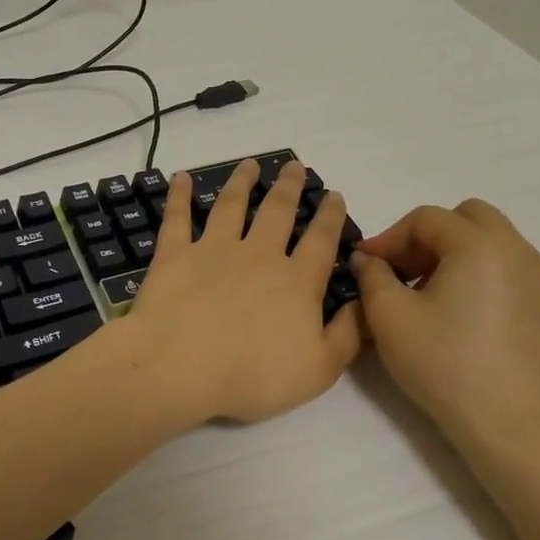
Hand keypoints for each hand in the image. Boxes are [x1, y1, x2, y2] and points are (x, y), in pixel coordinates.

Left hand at [125, 159, 361, 423]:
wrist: (181, 366)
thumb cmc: (253, 375)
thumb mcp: (320, 369)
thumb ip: (348, 336)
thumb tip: (364, 305)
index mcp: (296, 282)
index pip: (321, 241)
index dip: (330, 216)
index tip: (333, 194)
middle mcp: (259, 255)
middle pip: (277, 212)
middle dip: (289, 187)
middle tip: (294, 165)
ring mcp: (214, 250)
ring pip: (232, 205)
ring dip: (242, 182)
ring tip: (250, 164)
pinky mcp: (175, 254)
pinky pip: (178, 218)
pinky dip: (179, 196)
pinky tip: (181, 178)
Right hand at [351, 200, 539, 459]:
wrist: (509, 421)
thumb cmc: (444, 362)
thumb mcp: (389, 316)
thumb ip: (372, 276)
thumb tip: (368, 259)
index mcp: (478, 243)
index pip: (425, 219)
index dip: (389, 237)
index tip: (365, 265)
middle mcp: (514, 247)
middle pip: (464, 217)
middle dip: (426, 236)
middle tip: (400, 270)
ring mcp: (534, 275)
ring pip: (487, 240)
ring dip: (451, 252)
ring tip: (424, 291)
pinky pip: (503, 265)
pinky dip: (475, 270)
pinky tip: (454, 310)